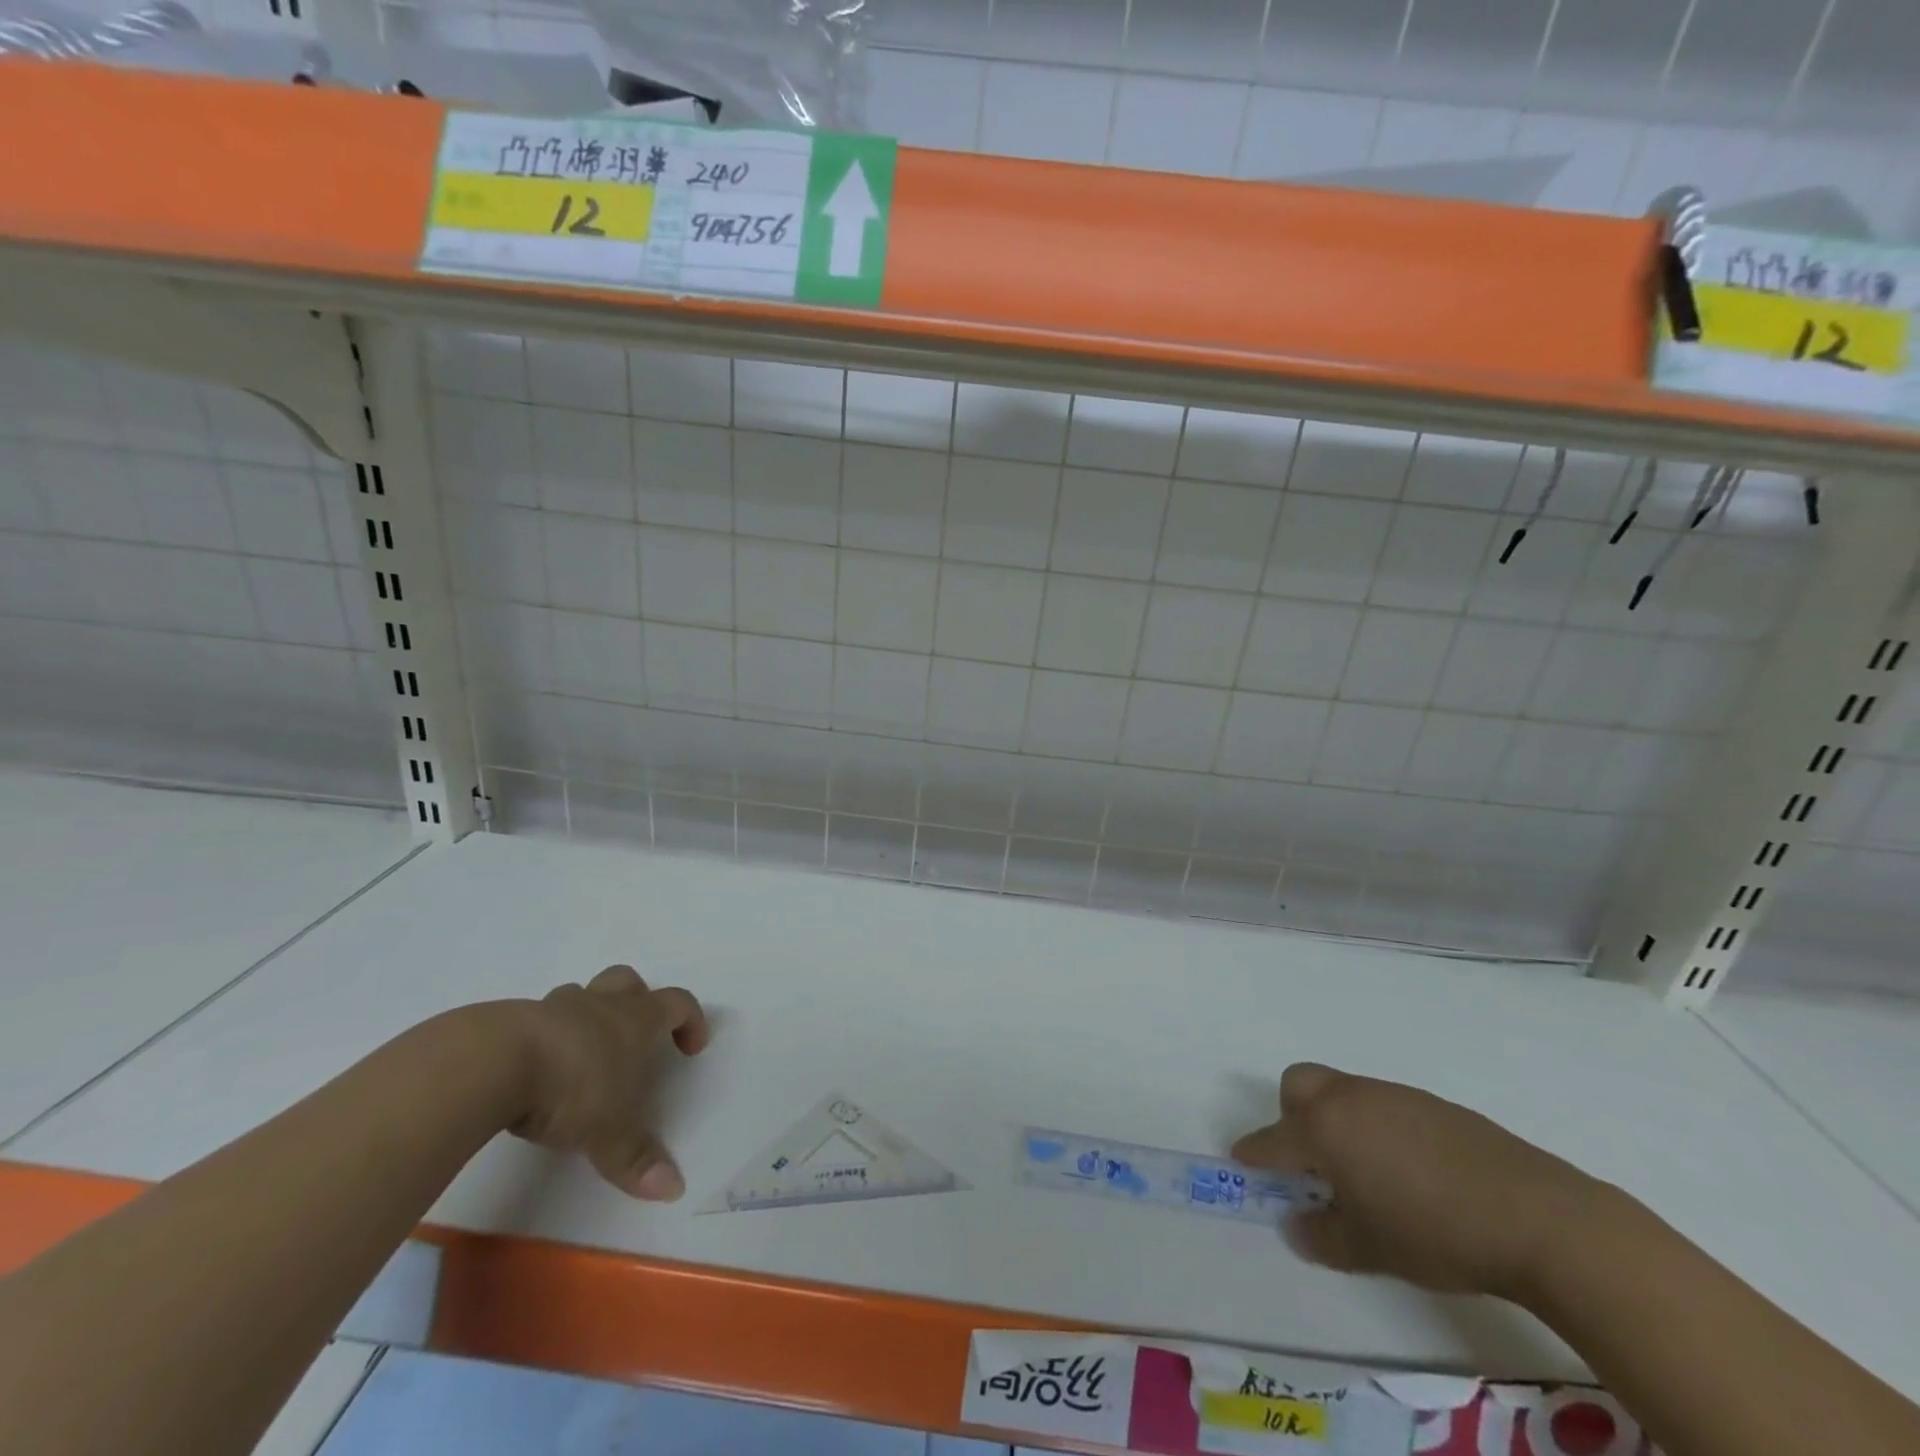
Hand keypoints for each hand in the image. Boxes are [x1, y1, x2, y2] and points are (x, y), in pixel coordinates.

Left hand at [509, 965, 709, 1201]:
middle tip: (636, 1037)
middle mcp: (600, 1004)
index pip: (678, 1003)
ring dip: (589, 1017)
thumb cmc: (570, 1086)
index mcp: (635, 1019)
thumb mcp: (608, 1131)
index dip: (690, 1020)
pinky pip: (539, 1019)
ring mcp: (554, 1007)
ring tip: (582, 1056)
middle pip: (629, 981)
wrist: (492, 1062)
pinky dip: (546, 1037)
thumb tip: (674, 1189)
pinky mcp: (512, 1020)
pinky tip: (535, 1071)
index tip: (691, 1048)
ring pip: (582, 995)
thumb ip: (637, 1158)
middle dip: (638, 1001)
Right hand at [1232, 1063, 1603, 1300]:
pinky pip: (1382, 1104)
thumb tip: (1296, 1225)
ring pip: (1342, 1092)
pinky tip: (1411, 1170)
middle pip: (1298, 1085)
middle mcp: (1349, 1099)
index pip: (1273, 1138)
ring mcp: (1392, 1095)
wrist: (1535, 1216)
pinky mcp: (1431, 1103)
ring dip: (1336, 1120)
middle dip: (1291, 1116)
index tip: (1243, 1163)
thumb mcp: (1370, 1249)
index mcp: (1324, 1128)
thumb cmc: (1434, 1233)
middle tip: (1312, 1162)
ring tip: (1366, 1172)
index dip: (1254, 1153)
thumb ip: (1323, 1237)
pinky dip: (1377, 1126)